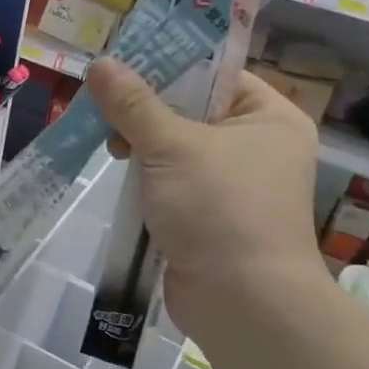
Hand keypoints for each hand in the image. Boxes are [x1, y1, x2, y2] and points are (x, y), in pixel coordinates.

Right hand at [85, 59, 325, 343]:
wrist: (243, 304)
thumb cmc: (219, 209)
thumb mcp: (171, 146)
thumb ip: (132, 104)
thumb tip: (99, 64)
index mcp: (269, 118)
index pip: (216, 74)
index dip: (169, 65)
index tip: (123, 66)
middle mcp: (259, 148)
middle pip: (192, 111)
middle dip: (147, 112)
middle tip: (109, 113)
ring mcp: (236, 187)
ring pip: (178, 150)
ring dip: (143, 147)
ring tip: (112, 148)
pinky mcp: (212, 218)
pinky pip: (175, 184)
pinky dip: (149, 180)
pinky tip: (123, 178)